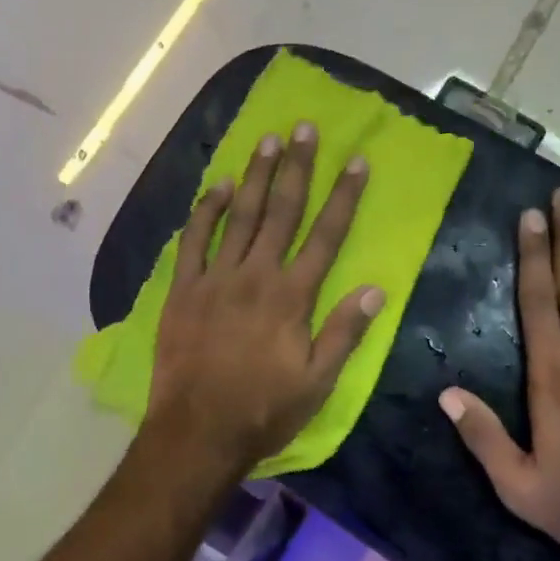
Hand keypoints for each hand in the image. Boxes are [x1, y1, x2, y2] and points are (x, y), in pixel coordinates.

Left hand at [148, 121, 384, 472]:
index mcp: (293, 297)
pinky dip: (205, 211)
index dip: (343, 196)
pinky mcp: (183, 291)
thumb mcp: (318, 382)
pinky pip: (193, 241)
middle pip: (282, 212)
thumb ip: (345, 332)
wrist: (198, 432)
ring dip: (256, 177)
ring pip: (240, 217)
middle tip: (305, 128)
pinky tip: (218, 186)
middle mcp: (256, 276)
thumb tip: (376, 288)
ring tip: (268, 141)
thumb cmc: (264, 410)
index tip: (356, 161)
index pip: (326, 235)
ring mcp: (215, 279)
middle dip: (298, 168)